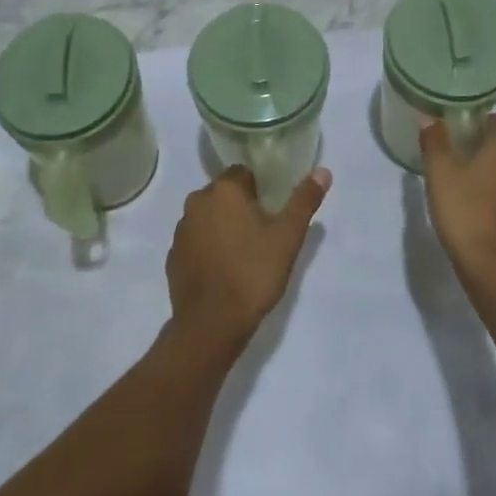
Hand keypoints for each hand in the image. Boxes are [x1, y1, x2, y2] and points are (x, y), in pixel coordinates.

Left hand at [166, 165, 329, 358]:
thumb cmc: (253, 273)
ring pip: (208, 217)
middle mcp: (197, 202)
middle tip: (262, 234)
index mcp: (224, 190)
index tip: (272, 211)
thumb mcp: (288, 236)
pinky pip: (195, 242)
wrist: (212, 324)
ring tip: (244, 254)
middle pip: (224, 194)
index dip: (260, 189)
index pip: (243, 173)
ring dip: (223, 227)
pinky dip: (208, 249)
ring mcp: (181, 231)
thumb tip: (323, 171)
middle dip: (241, 207)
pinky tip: (224, 271)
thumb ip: (304, 200)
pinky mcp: (172, 258)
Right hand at [421, 114, 495, 283]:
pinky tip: (480, 201)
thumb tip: (429, 119)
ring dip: (494, 165)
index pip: (494, 119)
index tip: (451, 136)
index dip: (472, 123)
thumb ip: (434, 140)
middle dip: (484, 142)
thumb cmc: (466, 210)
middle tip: (456, 156)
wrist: (493, 265)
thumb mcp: (440, 172)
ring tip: (466, 179)